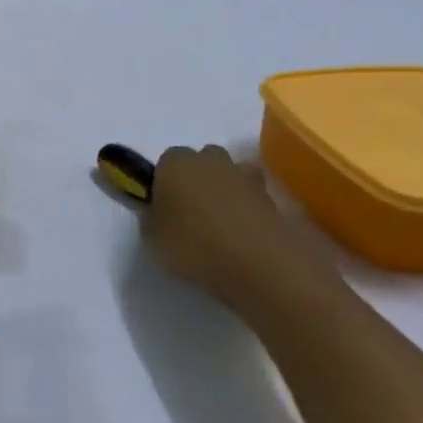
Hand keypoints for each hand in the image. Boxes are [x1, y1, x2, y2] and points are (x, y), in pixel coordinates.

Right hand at [143, 145, 343, 315]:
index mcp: (175, 163)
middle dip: (197, 179)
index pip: (165, 161)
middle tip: (191, 212)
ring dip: (225, 190)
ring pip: (230, 175)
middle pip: (202, 161)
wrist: (257, 262)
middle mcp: (210, 160)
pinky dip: (246, 209)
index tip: (164, 206)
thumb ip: (151, 218)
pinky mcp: (271, 197)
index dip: (164, 181)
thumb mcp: (152, 238)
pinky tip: (240, 234)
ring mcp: (244, 176)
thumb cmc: (193, 244)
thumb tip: (157, 213)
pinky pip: (251, 197)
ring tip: (219, 223)